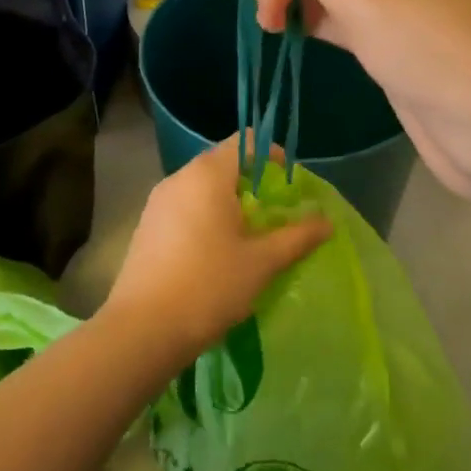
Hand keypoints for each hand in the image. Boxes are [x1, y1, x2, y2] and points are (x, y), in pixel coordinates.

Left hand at [101, 136, 330, 363]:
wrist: (144, 328)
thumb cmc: (209, 286)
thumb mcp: (262, 262)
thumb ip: (297, 237)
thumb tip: (326, 222)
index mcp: (207, 175)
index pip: (245, 142)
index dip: (271, 156)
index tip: (288, 185)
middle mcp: (179, 178)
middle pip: (222, 163)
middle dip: (252, 183)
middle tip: (274, 216)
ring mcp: (157, 201)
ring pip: (201, 187)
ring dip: (228, 202)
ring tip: (248, 238)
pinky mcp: (146, 225)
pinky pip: (184, 207)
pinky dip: (205, 217)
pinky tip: (216, 253)